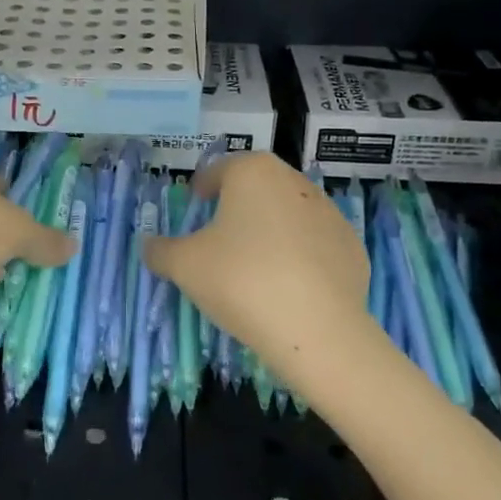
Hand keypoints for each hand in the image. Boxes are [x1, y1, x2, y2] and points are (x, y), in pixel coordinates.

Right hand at [144, 153, 380, 392]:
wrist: (317, 329)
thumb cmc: (241, 280)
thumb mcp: (184, 266)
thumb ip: (160, 250)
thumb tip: (148, 245)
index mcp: (252, 173)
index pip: (220, 170)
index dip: (203, 186)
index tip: (195, 204)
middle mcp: (294, 181)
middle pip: (258, 187)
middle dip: (239, 206)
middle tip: (220, 235)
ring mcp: (329, 213)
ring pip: (289, 213)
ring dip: (271, 229)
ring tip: (255, 264)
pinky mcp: (352, 247)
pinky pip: (315, 244)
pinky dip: (300, 256)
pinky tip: (288, 286)